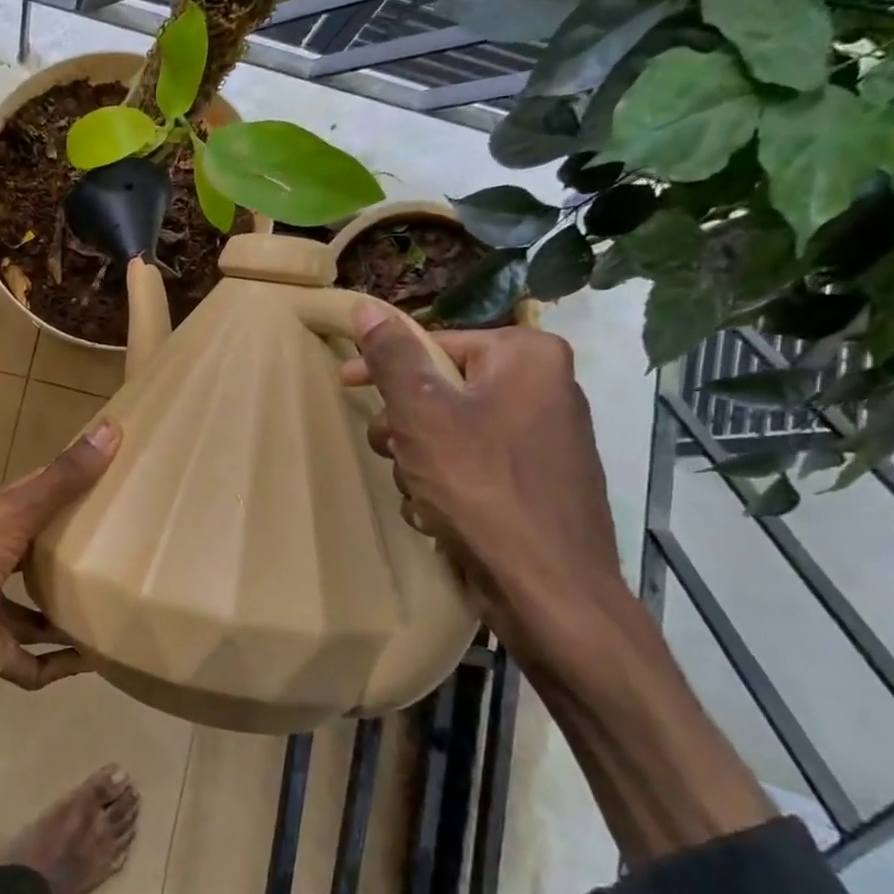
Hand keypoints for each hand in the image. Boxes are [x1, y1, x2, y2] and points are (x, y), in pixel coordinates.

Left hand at [0, 419, 120, 760]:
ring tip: (111, 600)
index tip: (104, 478)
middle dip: (66, 551)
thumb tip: (110, 428)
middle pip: (30, 554)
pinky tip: (94, 658)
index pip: (23, 499)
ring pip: (33, 610)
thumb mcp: (10, 517)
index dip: (59, 486)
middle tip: (118, 541)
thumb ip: (60, 481)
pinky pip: (33, 662)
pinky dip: (60, 662)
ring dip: (65, 609)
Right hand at [341, 308, 619, 624]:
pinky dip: (446, 487)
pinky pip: (472, 467)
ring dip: (418, 462)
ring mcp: (544, 440)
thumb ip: (392, 356)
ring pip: (449, 433)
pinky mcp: (537, 483)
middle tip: (396, 453)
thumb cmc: (481, 487)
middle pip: (441, 390)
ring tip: (421, 493)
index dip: (383, 366)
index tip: (346, 384)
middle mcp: (545, 389)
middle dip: (405, 427)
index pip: (434, 343)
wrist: (547, 588)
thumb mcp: (422, 413)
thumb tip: (366, 306)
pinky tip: (439, 515)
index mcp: (527, 357)